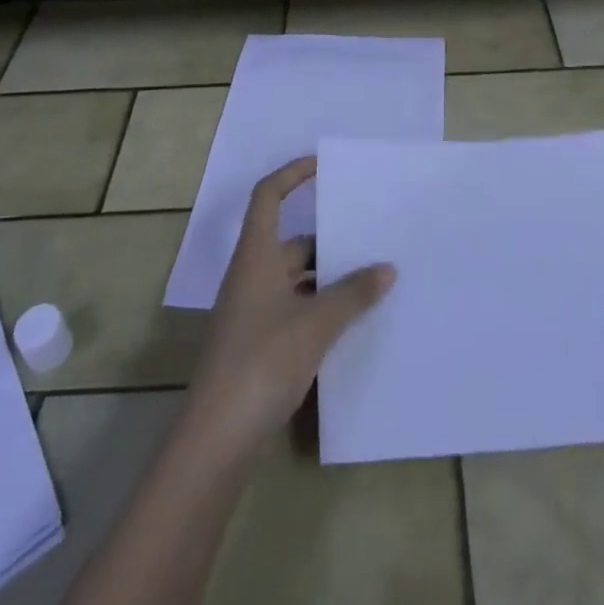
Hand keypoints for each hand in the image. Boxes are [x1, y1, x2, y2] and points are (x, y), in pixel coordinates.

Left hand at [184, 157, 395, 456]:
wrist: (216, 438)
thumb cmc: (262, 362)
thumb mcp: (315, 324)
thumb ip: (353, 294)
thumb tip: (387, 268)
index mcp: (255, 256)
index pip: (267, 196)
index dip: (292, 175)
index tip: (322, 166)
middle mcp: (250, 276)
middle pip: (289, 242)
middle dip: (327, 242)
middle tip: (369, 243)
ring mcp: (250, 312)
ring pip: (294, 280)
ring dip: (326, 280)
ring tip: (370, 284)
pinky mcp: (255, 345)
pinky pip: (292, 310)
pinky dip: (317, 310)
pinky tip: (348, 326)